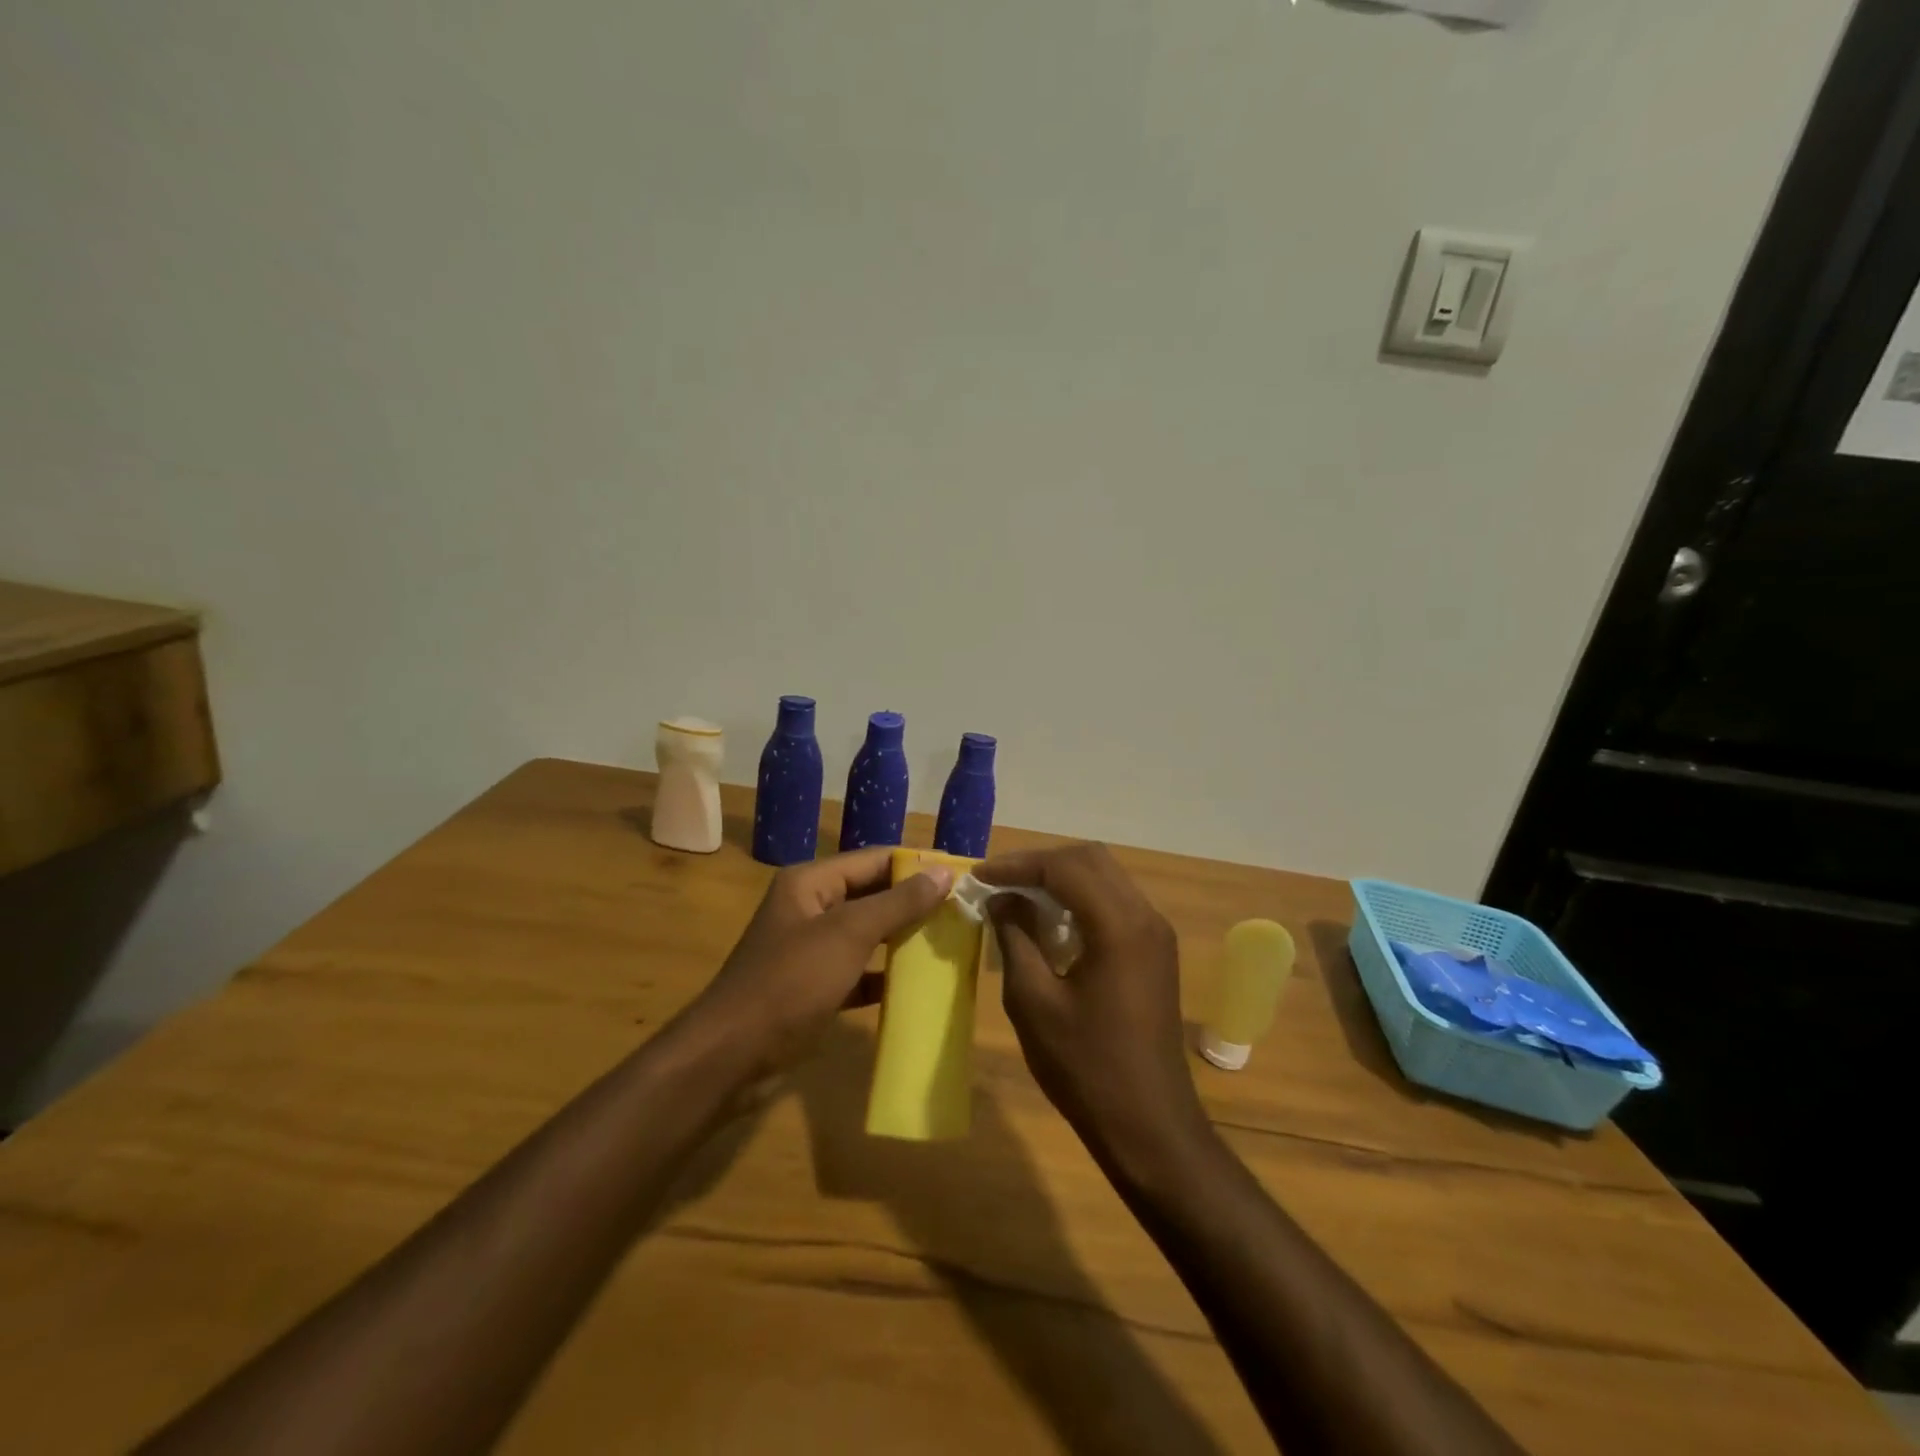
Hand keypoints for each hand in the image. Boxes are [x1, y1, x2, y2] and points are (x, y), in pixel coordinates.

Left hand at [690, 848, 953, 1078]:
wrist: (731, 1057)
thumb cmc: (791, 982)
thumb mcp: (849, 934)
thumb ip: (898, 902)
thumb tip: (944, 871)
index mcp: (811, 883)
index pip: (874, 860)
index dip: (916, 865)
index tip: (960, 876)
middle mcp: (810, 908)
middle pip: (872, 895)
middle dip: (914, 903)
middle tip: (962, 912)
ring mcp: (811, 951)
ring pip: (867, 935)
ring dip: (903, 939)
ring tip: (950, 943)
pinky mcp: (814, 988)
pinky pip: (859, 972)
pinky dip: (885, 976)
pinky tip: (918, 986)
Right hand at [978, 844, 1208, 1171]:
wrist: (1149, 1125)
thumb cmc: (1085, 1067)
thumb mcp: (1034, 1001)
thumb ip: (1016, 937)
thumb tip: (1001, 899)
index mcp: (1119, 926)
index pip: (1065, 867)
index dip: (1017, 865)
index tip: (979, 877)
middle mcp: (1145, 917)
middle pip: (1090, 860)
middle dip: (1040, 864)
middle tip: (998, 882)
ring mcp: (1156, 933)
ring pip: (1105, 877)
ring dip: (1060, 878)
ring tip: (1017, 896)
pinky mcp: (1156, 950)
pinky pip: (1115, 903)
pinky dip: (1080, 899)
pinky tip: (1050, 922)